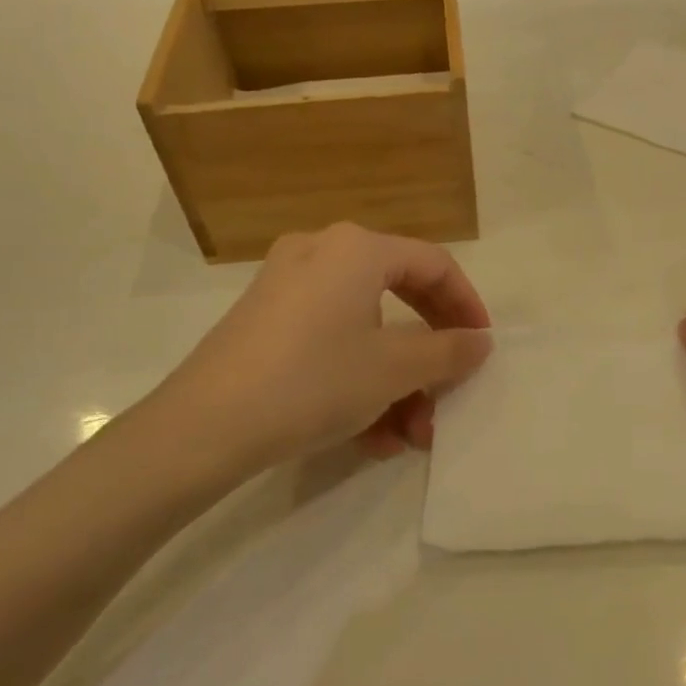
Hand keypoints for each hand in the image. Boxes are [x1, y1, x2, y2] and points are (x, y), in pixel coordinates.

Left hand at [120, 224, 492, 497]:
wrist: (203, 427)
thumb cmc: (313, 381)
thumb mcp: (394, 369)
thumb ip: (448, 351)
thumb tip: (480, 341)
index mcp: (356, 248)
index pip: (434, 265)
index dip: (468, 306)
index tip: (482, 347)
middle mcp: (320, 253)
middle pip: (399, 297)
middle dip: (429, 356)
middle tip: (447, 393)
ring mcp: (286, 287)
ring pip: (364, 328)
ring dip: (395, 382)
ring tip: (407, 436)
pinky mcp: (264, 322)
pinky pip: (329, 342)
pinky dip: (356, 380)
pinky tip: (368, 436)